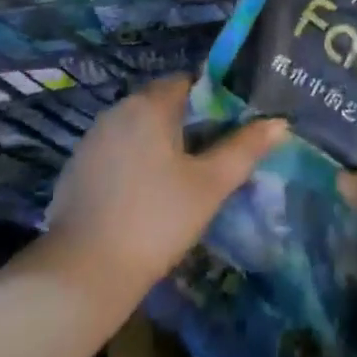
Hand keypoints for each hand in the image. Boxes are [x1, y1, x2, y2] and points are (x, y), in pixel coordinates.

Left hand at [45, 76, 284, 307]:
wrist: (81, 274)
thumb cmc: (155, 220)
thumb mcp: (209, 186)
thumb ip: (244, 149)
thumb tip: (279, 122)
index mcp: (150, 104)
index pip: (187, 82)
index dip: (212, 99)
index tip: (229, 128)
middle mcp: (118, 110)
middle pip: (161, 103)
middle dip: (187, 123)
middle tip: (211, 157)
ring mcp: (92, 138)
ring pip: (137, 128)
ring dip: (159, 144)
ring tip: (181, 179)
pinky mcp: (77, 168)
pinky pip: (116, 151)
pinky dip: (133, 163)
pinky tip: (145, 197)